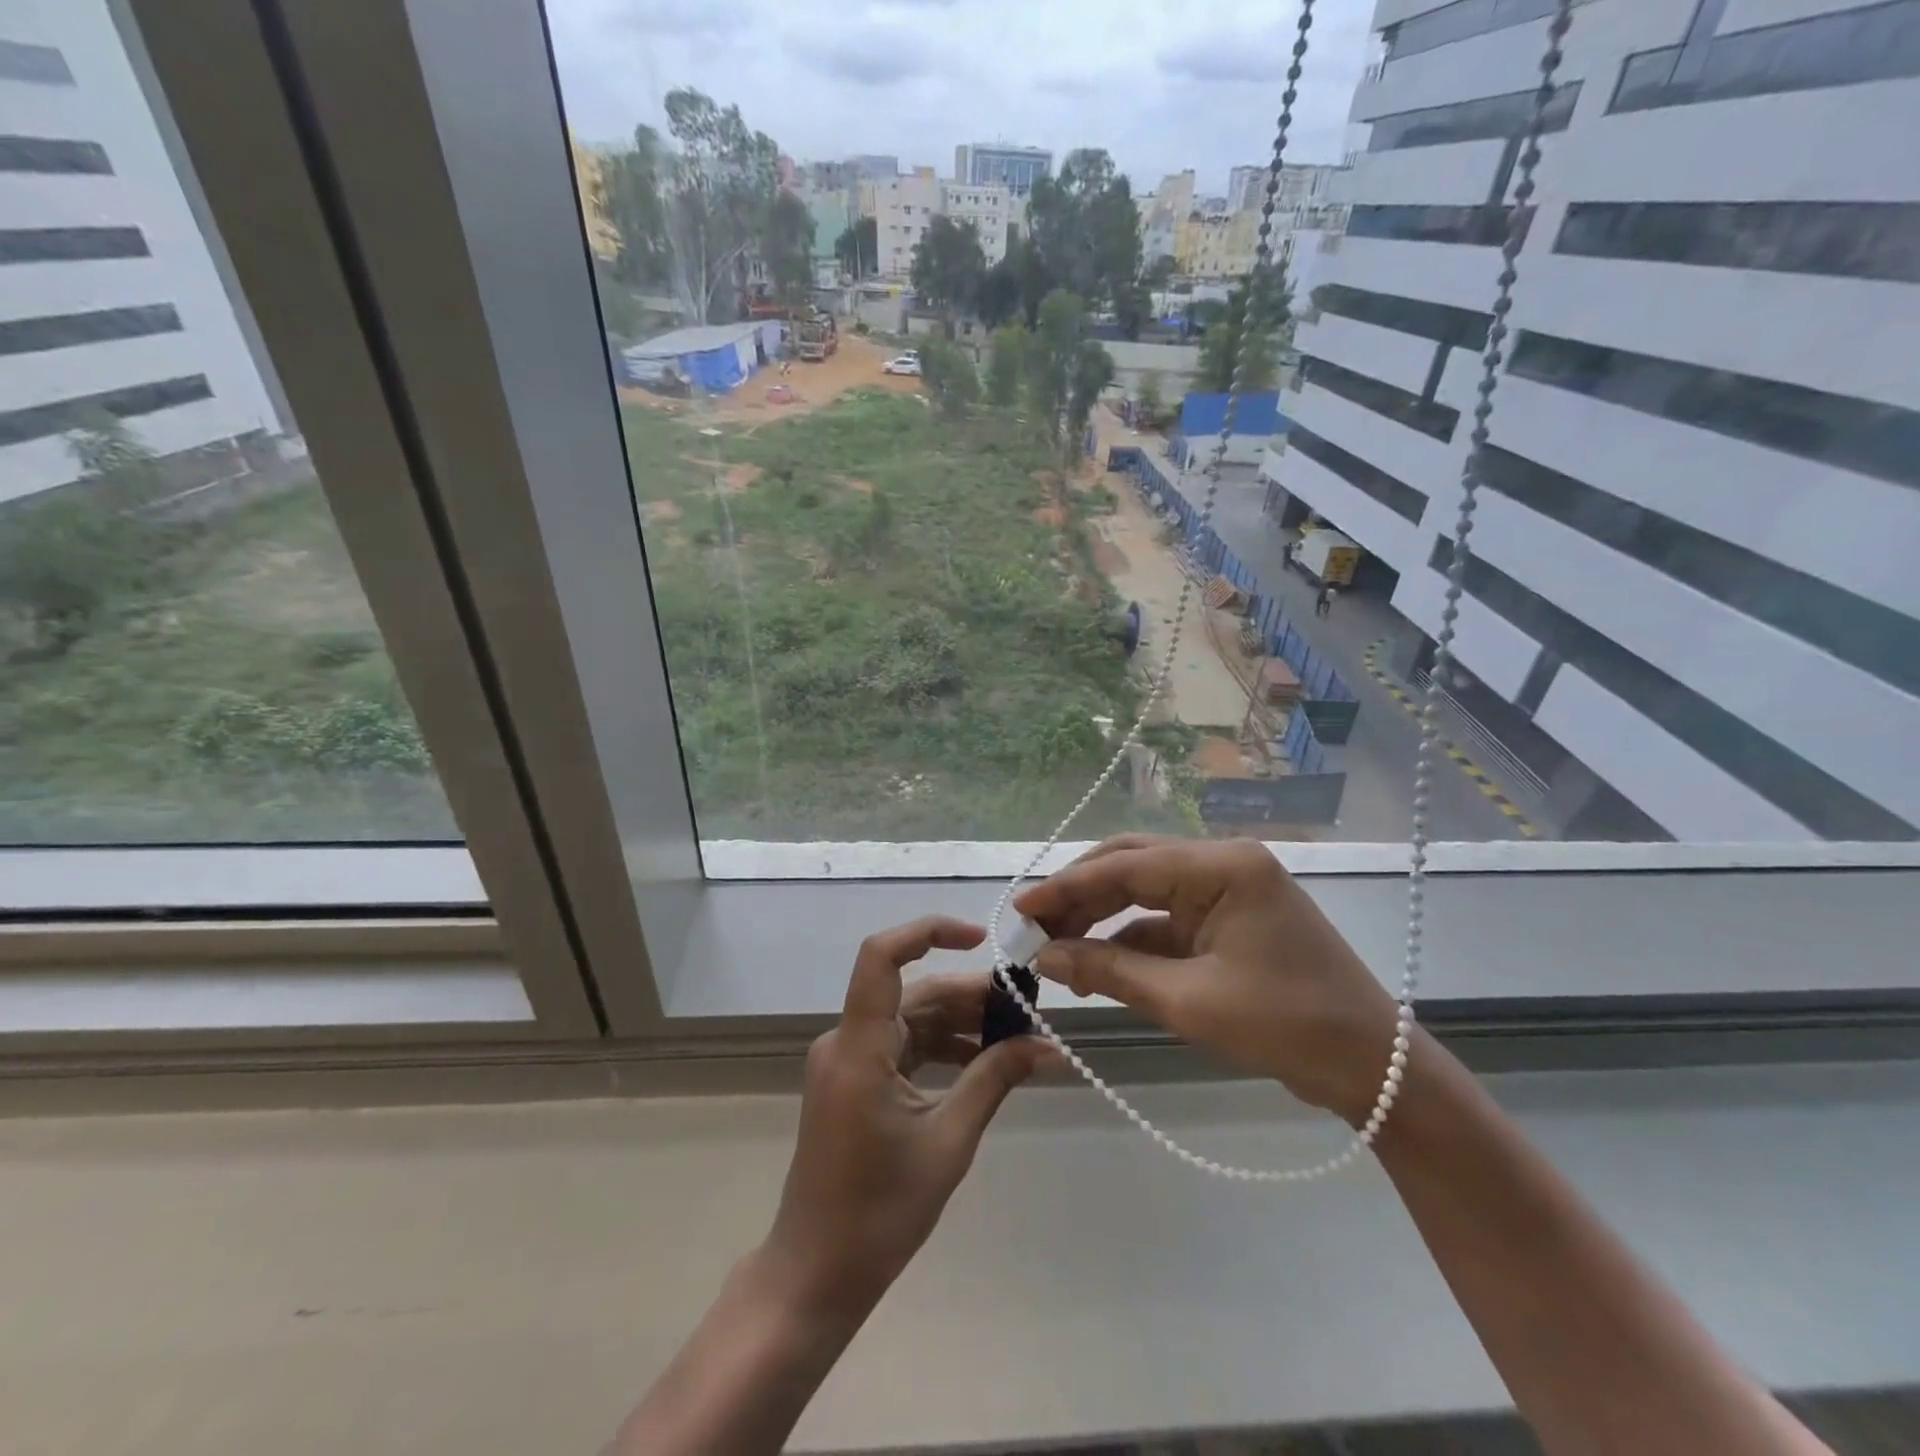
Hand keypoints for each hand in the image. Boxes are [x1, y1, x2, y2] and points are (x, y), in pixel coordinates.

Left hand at [762, 916, 1050, 1322]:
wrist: (816, 1272)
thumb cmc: (879, 1212)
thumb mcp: (948, 1141)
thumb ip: (995, 1080)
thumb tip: (1049, 1047)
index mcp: (859, 1047)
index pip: (882, 957)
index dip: (928, 932)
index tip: (980, 938)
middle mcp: (846, 1041)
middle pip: (912, 992)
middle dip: (970, 994)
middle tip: (1027, 1007)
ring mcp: (847, 1060)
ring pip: (910, 1018)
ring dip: (960, 1022)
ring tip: (1016, 1035)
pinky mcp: (854, 1079)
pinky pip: (902, 1045)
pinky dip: (941, 1047)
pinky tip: (983, 1061)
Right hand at [1015, 835, 1399, 1124]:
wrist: (1370, 1067)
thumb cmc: (1284, 1026)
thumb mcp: (1187, 1000)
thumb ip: (1110, 970)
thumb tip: (1045, 955)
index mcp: (1222, 866)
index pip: (1126, 865)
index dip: (1067, 885)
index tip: (1020, 906)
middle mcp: (1222, 863)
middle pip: (1131, 865)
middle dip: (1080, 895)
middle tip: (1033, 926)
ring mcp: (1226, 889)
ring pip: (1143, 890)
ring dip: (1100, 918)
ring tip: (1055, 949)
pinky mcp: (1226, 917)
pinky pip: (1164, 918)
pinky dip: (1128, 939)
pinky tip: (1095, 964)